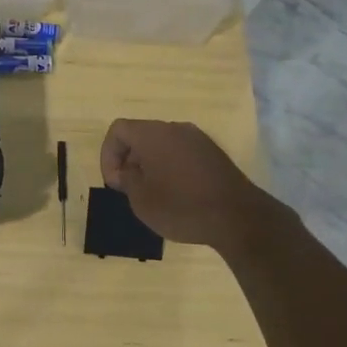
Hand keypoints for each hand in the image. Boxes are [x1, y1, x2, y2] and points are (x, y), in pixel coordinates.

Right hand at [99, 119, 275, 251]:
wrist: (238, 217)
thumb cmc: (181, 207)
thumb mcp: (141, 200)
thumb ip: (127, 180)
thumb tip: (128, 172)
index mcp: (153, 134)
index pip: (118, 130)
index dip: (108, 155)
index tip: (116, 182)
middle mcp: (175, 128)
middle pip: (140, 135)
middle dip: (129, 159)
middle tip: (129, 189)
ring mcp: (198, 139)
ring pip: (162, 144)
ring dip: (150, 164)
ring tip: (152, 193)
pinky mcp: (214, 153)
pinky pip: (181, 153)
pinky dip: (170, 167)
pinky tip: (176, 194)